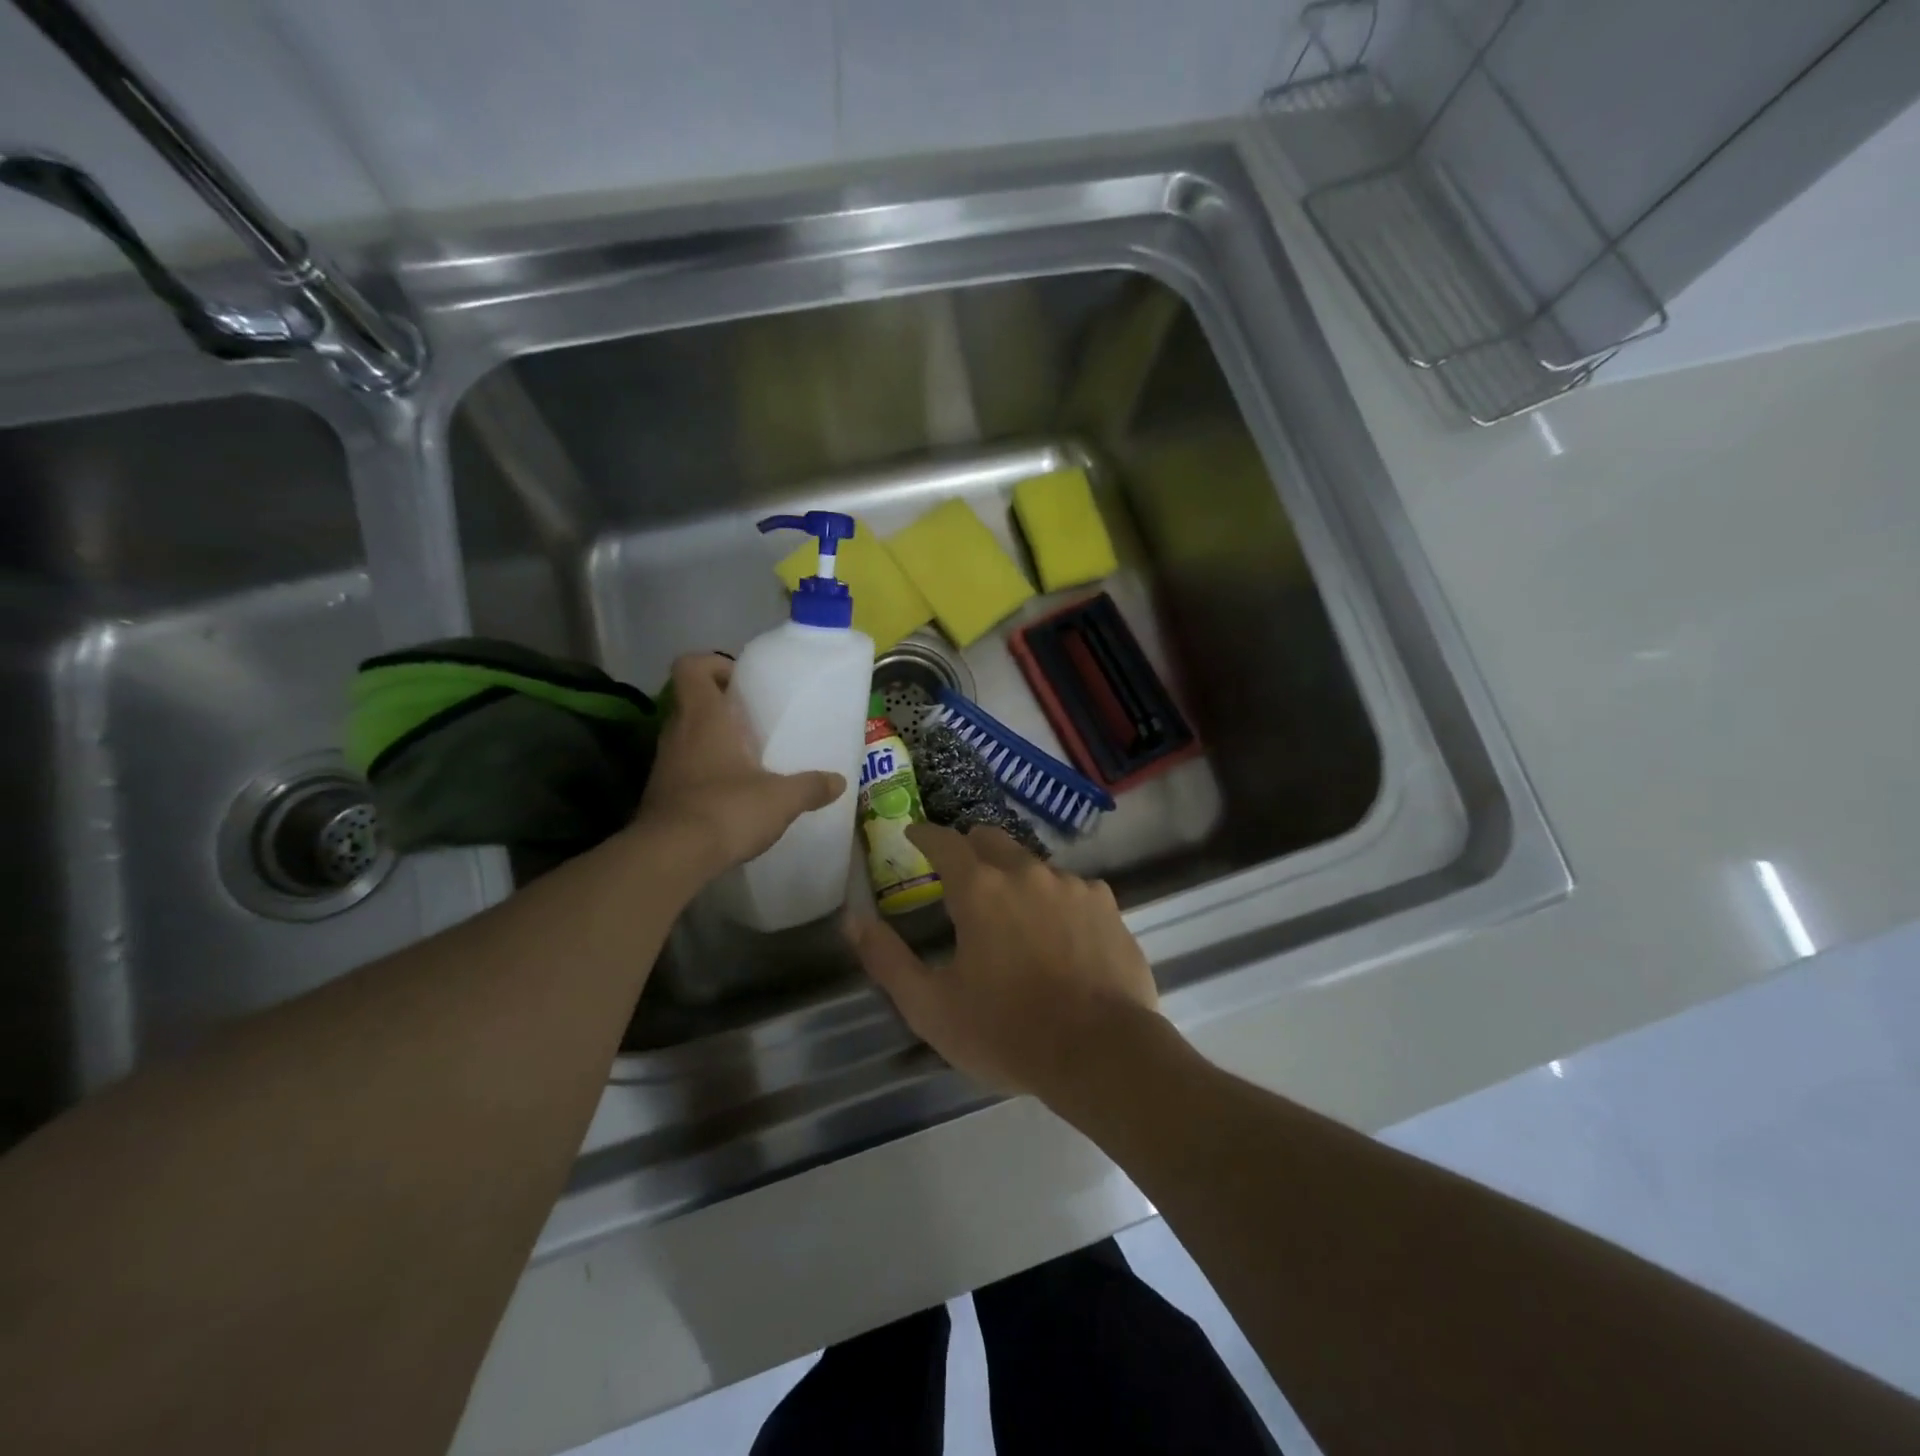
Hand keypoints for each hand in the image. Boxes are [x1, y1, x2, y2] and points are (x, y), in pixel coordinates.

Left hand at [635, 654, 845, 878]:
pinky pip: (683, 767)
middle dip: (721, 705)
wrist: (670, 857)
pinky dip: (704, 771)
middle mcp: (677, 732)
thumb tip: (838, 782)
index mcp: (704, 717)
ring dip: (712, 739)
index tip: (741, 681)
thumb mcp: (781, 798)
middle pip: (691, 700)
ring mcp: (664, 763)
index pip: (691, 666)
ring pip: (686, 735)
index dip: (713, 664)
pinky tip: (731, 793)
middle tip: (754, 720)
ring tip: (748, 758)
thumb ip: (811, 786)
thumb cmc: (726, 809)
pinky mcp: (660, 793)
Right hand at [846, 824, 1161, 1097]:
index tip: (912, 835)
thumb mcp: (931, 1006)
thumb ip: (887, 958)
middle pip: (990, 839)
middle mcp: (1027, 872)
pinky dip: (1055, 901)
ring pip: (1033, 865)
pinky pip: (1072, 889)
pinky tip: (1059, 936)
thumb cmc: (1007, 1032)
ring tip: (1012, 917)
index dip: (924, 835)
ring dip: (1014, 878)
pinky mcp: (1107, 905)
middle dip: (968, 848)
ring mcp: (1073, 885)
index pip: (944, 841)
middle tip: (958, 876)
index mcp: (980, 889)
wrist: (1102, 1054)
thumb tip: (852, 918)